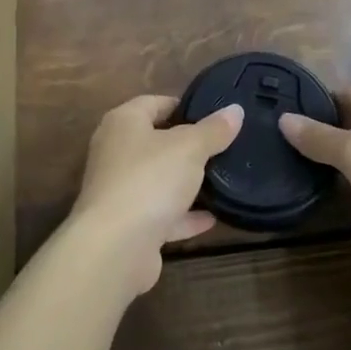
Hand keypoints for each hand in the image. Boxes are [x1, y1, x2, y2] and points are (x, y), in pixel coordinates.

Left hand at [67, 95, 243, 296]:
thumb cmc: (149, 179)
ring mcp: (119, 190)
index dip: (183, 106)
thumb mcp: (189, 148)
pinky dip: (183, 216)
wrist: (115, 247)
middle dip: (186, 146)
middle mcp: (115, 152)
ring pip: (157, 180)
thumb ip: (213, 130)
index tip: (213, 115)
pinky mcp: (127, 225)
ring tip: (220, 180)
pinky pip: (160, 214)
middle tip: (222, 147)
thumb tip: (235, 110)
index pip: (153, 102)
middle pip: (155, 141)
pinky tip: (212, 218)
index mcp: (123, 123)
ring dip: (185, 183)